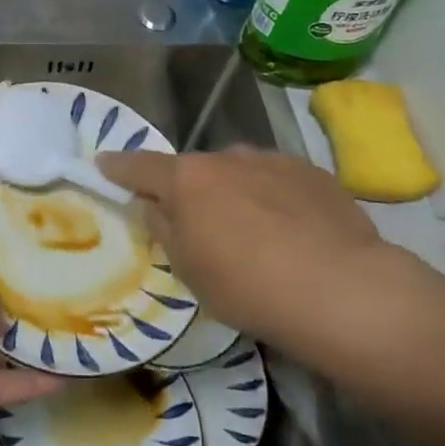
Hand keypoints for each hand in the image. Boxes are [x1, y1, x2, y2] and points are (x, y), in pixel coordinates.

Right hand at [97, 147, 387, 347]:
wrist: (341, 289)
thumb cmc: (248, 286)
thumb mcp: (189, 269)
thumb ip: (163, 228)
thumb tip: (150, 204)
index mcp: (187, 179)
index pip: (140, 166)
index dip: (118, 167)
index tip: (104, 164)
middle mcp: (226, 157)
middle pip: (195, 171)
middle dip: (190, 191)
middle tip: (199, 226)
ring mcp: (272, 160)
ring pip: (239, 173)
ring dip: (235, 193)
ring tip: (255, 233)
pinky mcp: (312, 172)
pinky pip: (278, 180)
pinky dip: (274, 198)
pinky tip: (293, 232)